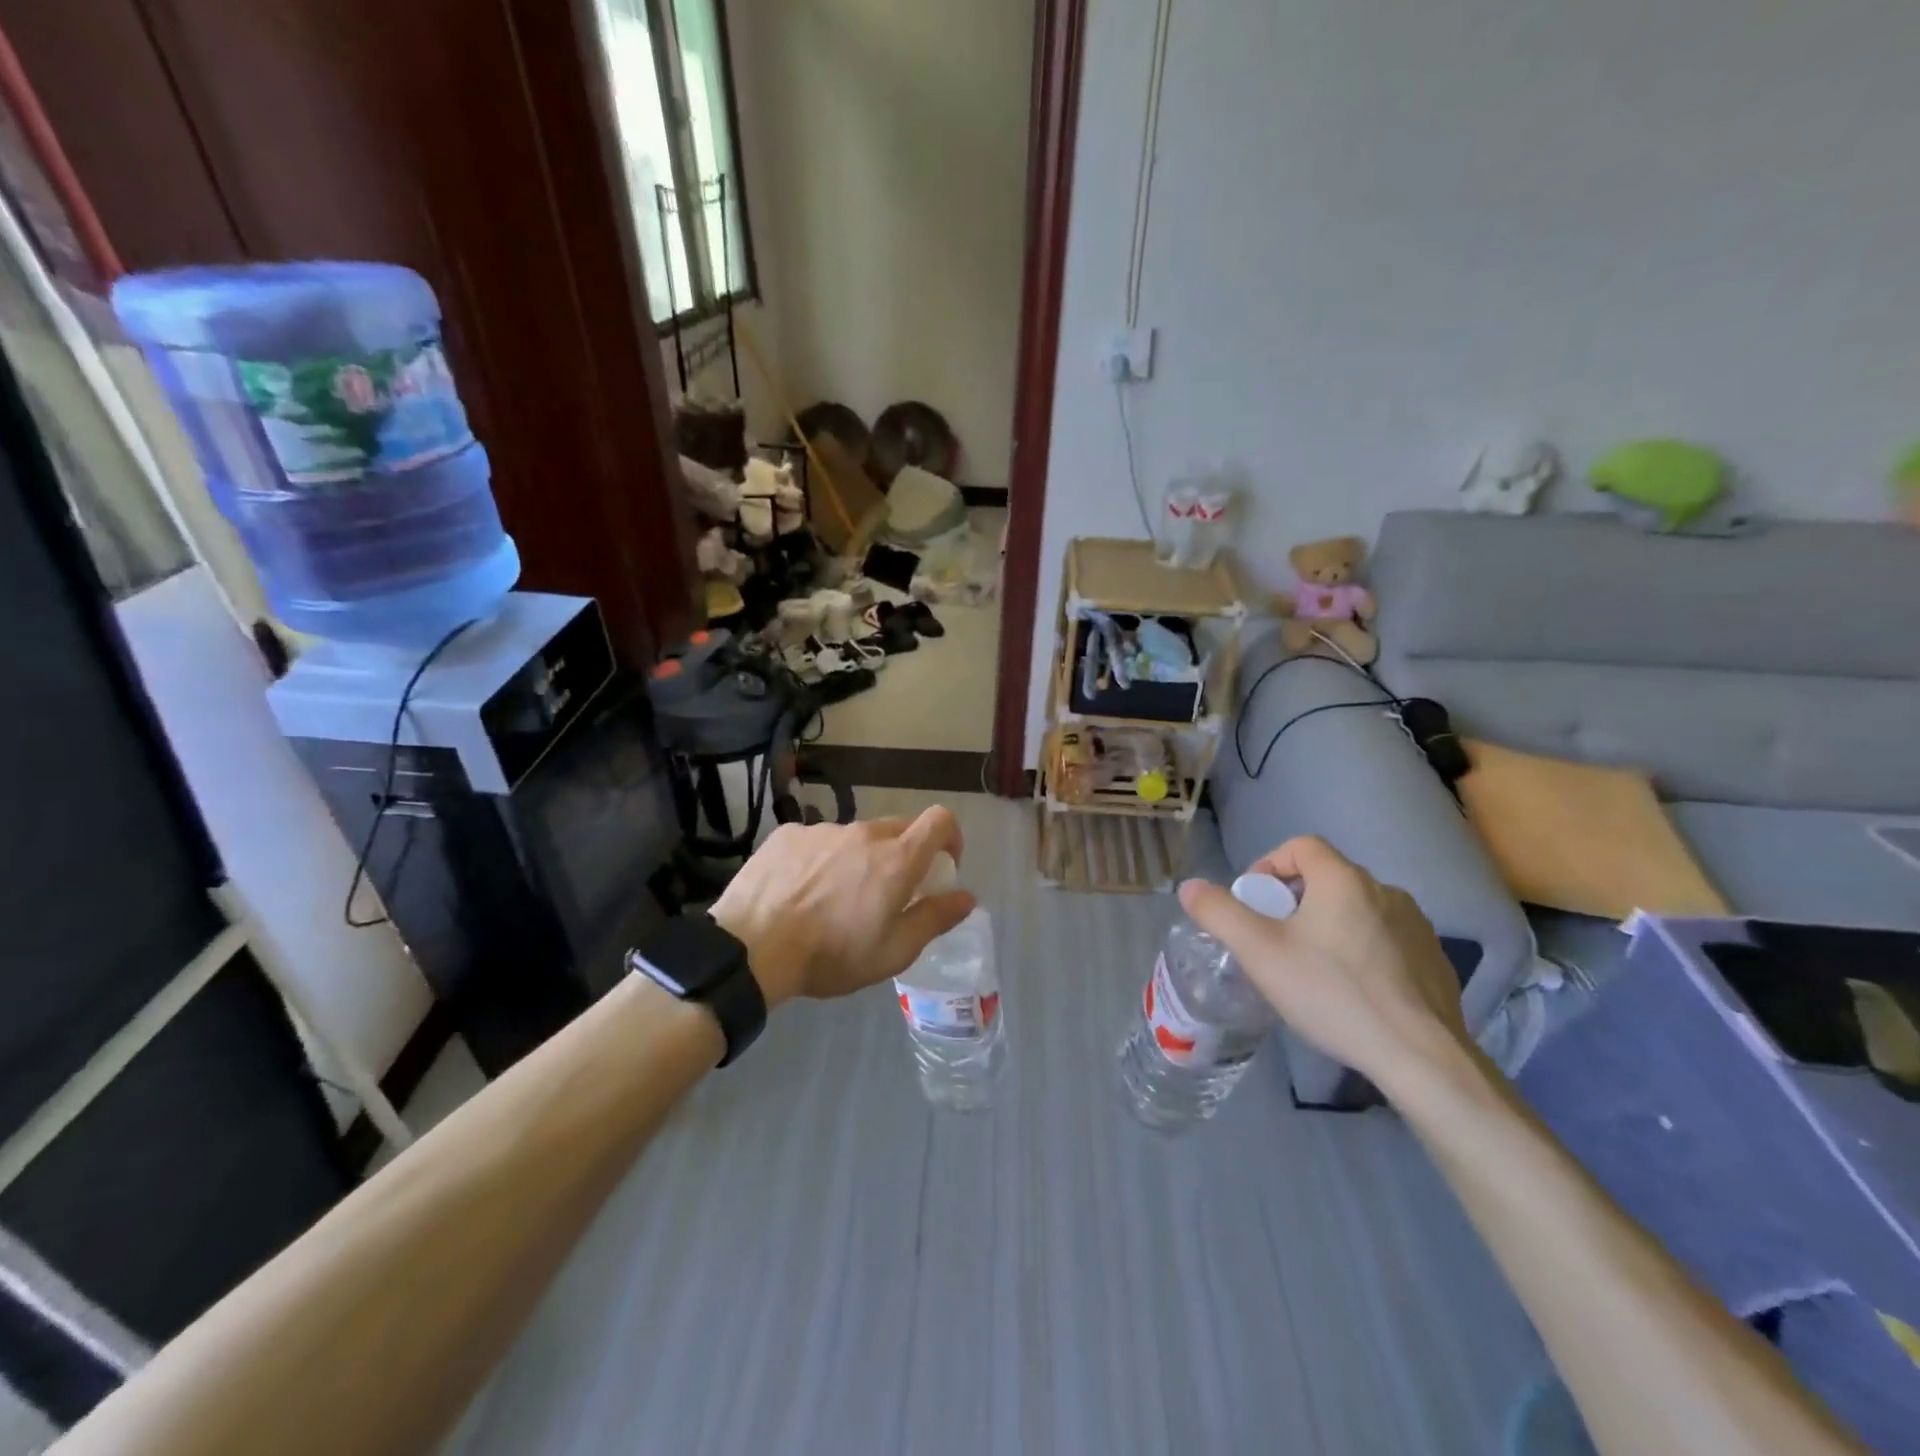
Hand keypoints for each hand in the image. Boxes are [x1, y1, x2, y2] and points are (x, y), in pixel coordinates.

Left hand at [709, 807, 974, 1007]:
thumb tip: (967, 896)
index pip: (940, 820)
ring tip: (834, 898)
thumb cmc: (831, 956)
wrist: (750, 948)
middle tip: (888, 891)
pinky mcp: (788, 834)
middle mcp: (863, 833)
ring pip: (855, 837)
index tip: (943, 864)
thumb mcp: (893, 951)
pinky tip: (800, 891)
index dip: (950, 836)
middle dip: (904, 854)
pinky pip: (818, 841)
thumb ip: (935, 918)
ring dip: (858, 859)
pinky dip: (821, 860)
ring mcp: (822, 830)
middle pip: (898, 828)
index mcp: (896, 859)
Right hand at [1178, 836, 1470, 1089]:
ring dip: (1329, 926)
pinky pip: (1385, 939)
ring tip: (1313, 969)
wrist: (1421, 1057)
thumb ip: (1219, 913)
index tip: (1255, 903)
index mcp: (1343, 879)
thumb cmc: (1332, 993)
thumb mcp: (1259, 953)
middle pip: (1326, 878)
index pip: (1301, 846)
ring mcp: (1416, 925)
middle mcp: (1385, 890)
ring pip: (1356, 910)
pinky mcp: (1434, 959)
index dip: (1269, 865)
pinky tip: (1354, 991)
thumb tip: (1190, 887)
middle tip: (1275, 942)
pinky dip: (1362, 951)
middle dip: (1294, 901)